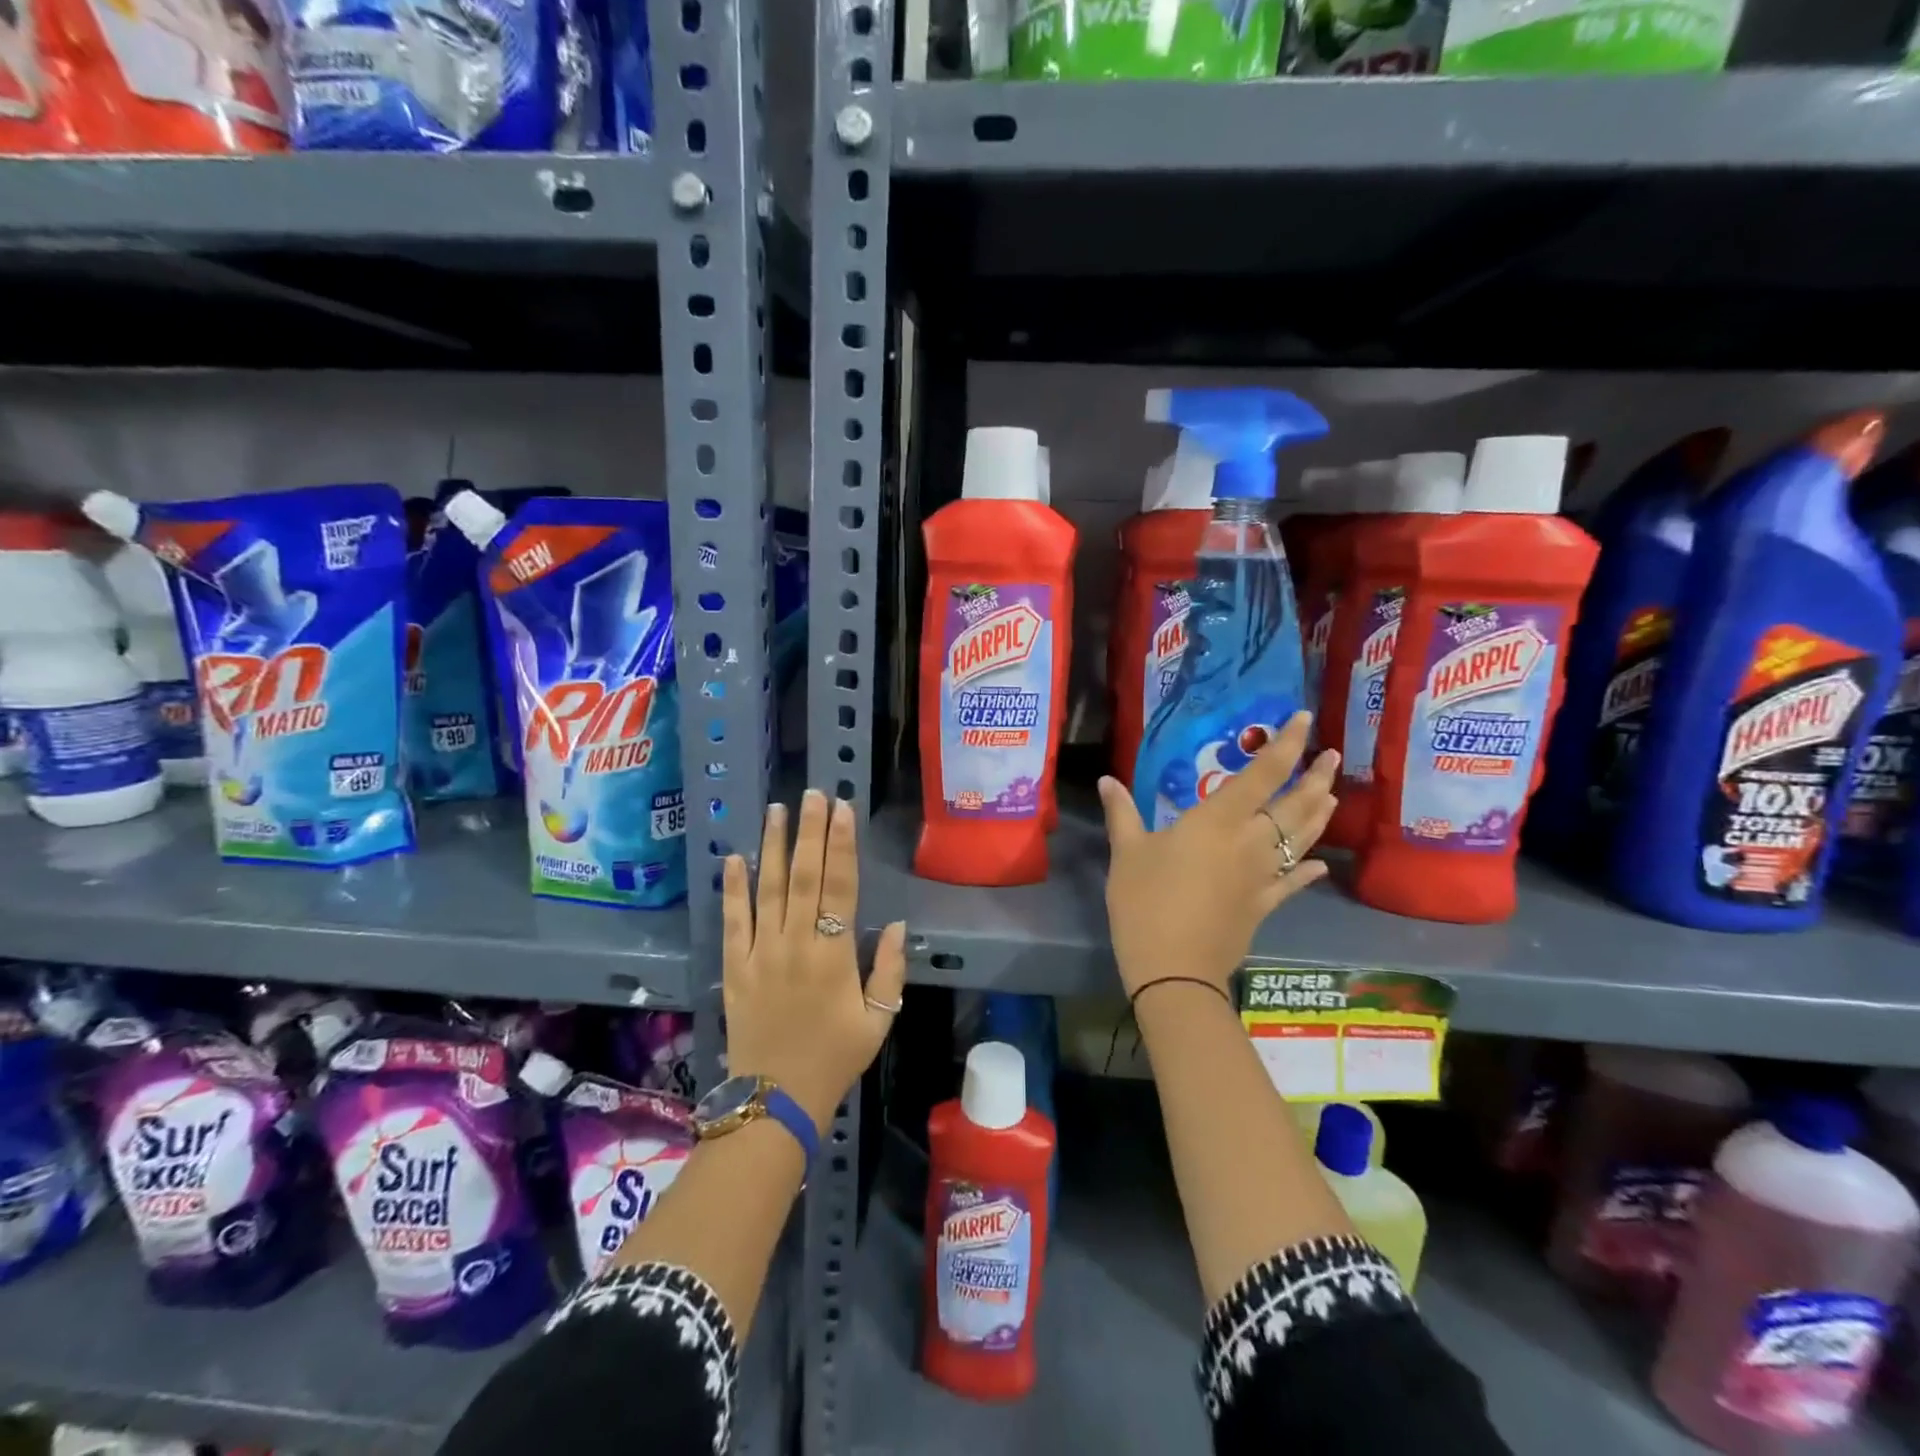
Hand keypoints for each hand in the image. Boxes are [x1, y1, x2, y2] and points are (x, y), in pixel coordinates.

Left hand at [722, 789, 906, 1132]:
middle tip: (813, 794)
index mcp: (834, 954)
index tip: (843, 810)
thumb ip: (889, 970)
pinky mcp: (734, 968)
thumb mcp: (878, 1020)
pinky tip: (734, 858)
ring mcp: (760, 953)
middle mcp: (796, 943)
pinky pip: (732, 921)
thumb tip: (897, 925)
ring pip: (767, 889)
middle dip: (810, 831)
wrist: (775, 1100)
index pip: (840, 886)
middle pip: (803, 876)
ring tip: (777, 810)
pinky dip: (732, 888)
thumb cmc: (834, 1058)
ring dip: (773, 846)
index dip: (842, 845)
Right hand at [1098, 712, 1337, 998]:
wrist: (1173, 968)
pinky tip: (1320, 864)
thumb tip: (1107, 780)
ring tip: (1332, 794)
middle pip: (1294, 805)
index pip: (1263, 774)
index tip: (1304, 720)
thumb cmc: (1145, 901)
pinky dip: (1307, 871)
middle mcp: (1250, 842)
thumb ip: (1122, 813)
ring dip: (1319, 814)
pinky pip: (1293, 882)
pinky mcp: (1264, 905)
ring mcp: (1262, 876)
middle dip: (1316, 778)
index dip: (1286, 744)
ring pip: (1301, 839)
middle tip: (1332, 757)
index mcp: (1218, 821)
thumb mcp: (1126, 853)